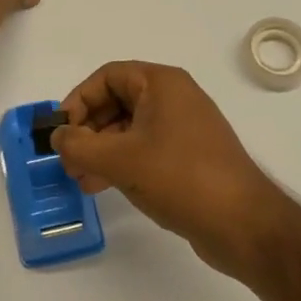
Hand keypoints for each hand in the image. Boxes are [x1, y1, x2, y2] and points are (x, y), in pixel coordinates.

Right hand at [51, 61, 299, 276]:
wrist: (244, 224)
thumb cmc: (180, 178)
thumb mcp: (120, 160)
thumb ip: (79, 145)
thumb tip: (56, 136)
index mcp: (162, 84)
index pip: (108, 76)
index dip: (79, 99)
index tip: (61, 130)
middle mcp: (175, 98)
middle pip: (117, 101)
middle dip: (87, 129)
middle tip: (67, 159)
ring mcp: (185, 128)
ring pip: (130, 128)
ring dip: (101, 150)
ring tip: (80, 179)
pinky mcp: (190, 157)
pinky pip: (146, 149)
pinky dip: (122, 162)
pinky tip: (103, 186)